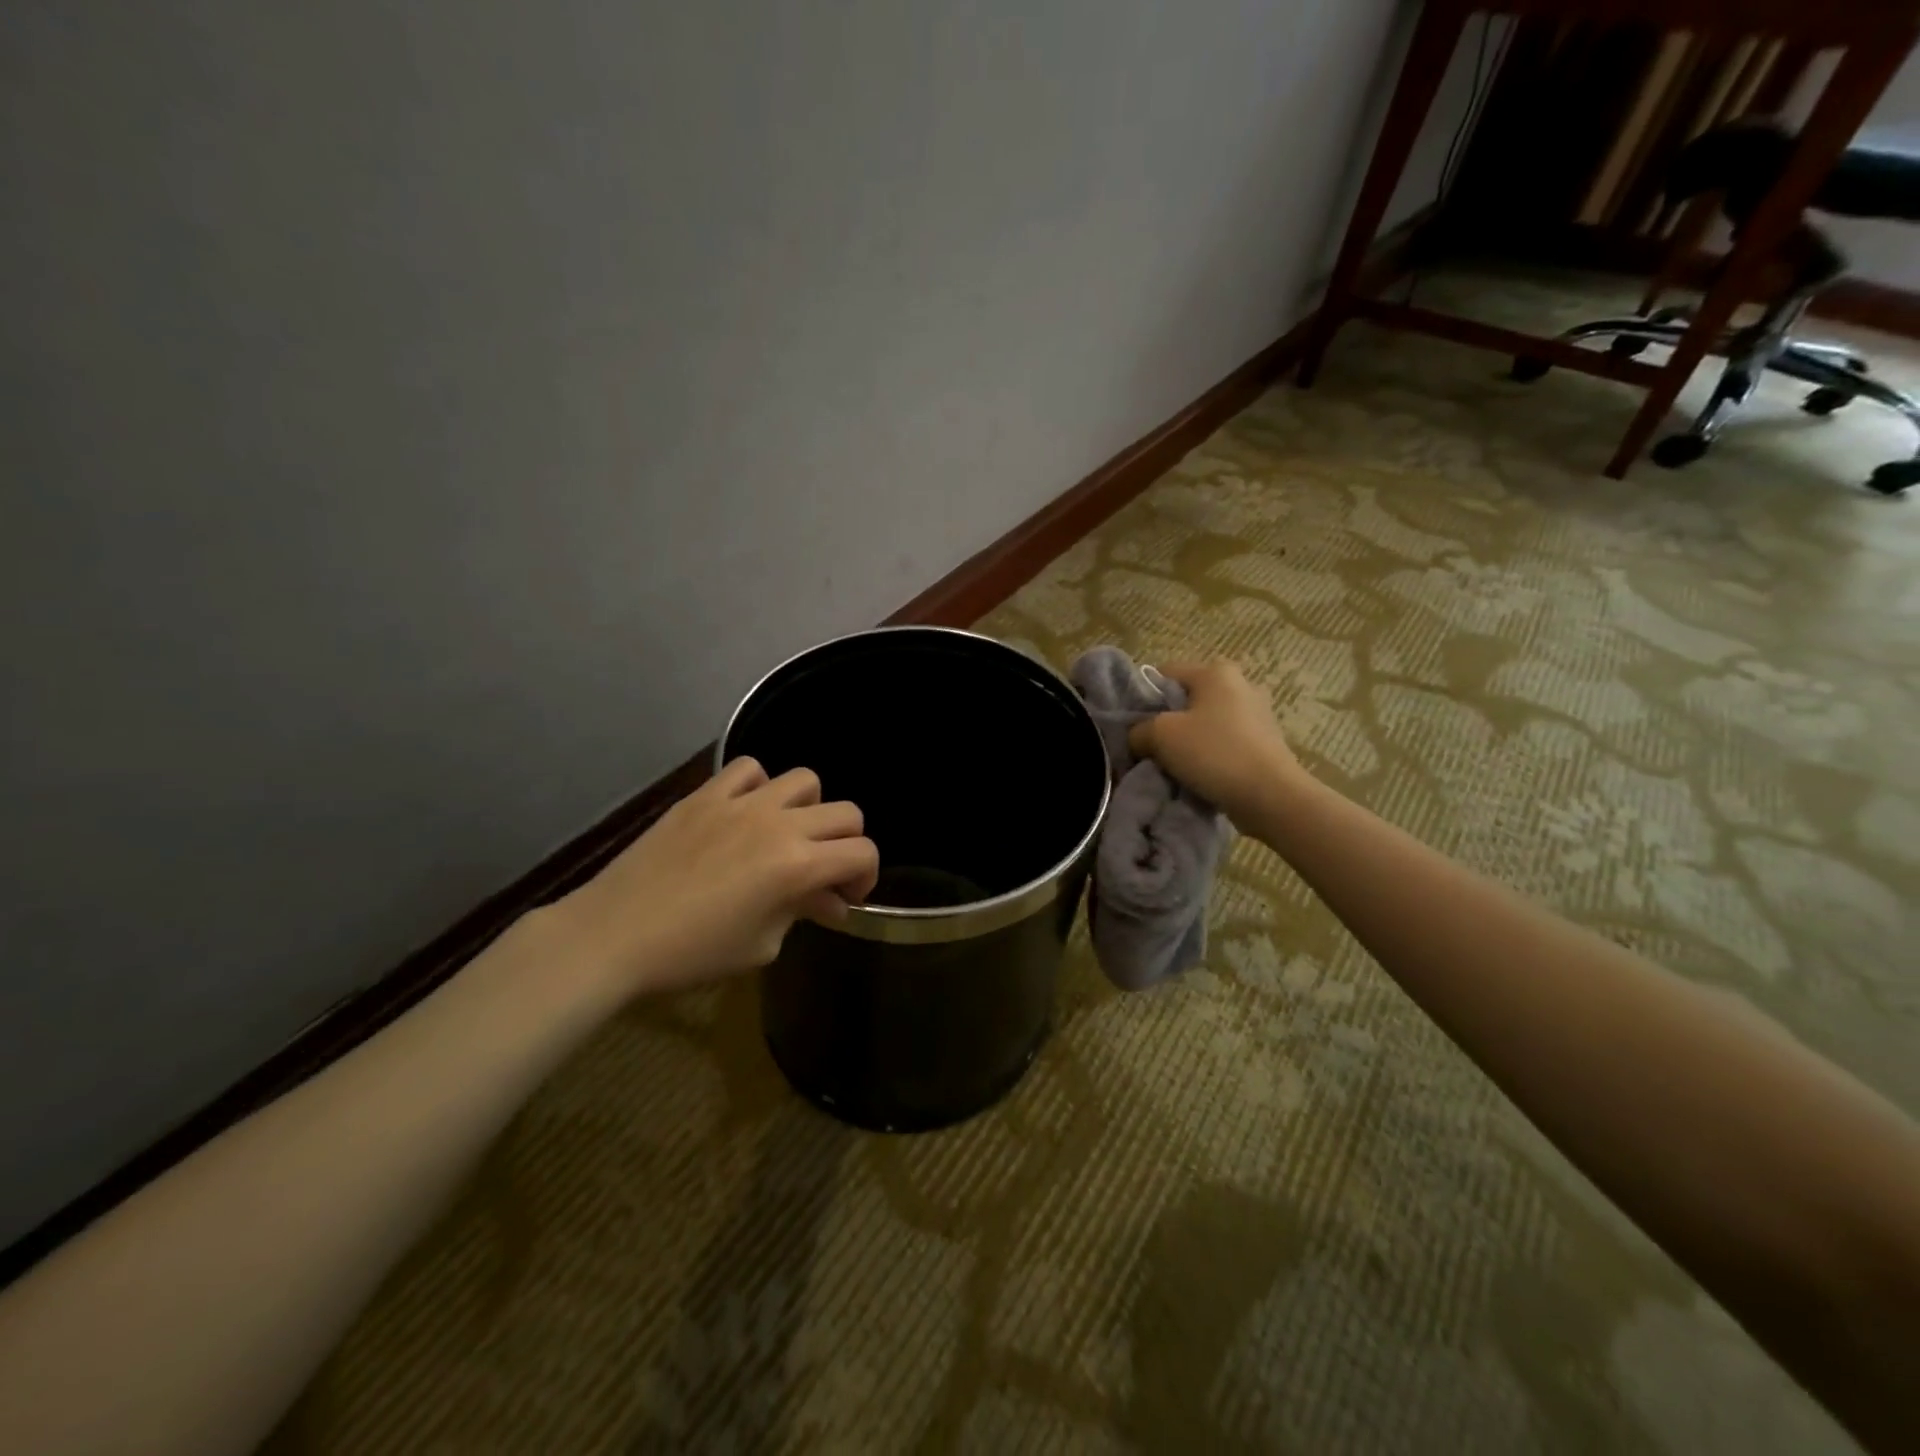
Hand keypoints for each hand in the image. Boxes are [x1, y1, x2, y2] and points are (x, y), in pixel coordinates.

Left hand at [549, 758, 879, 999]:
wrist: (614, 935)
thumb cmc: (693, 953)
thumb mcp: (762, 944)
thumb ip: (803, 912)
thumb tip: (831, 901)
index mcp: (797, 865)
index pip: (862, 853)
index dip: (867, 876)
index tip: (847, 898)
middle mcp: (778, 824)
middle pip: (846, 813)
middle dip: (848, 844)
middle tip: (825, 872)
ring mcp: (740, 803)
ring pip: (804, 780)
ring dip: (810, 809)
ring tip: (788, 835)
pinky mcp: (705, 795)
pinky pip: (749, 769)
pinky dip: (760, 786)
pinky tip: (746, 813)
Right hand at [1128, 660, 1305, 827]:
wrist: (1271, 796)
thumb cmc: (1214, 753)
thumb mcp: (1160, 736)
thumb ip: (1139, 730)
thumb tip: (1138, 737)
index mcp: (1216, 671)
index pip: (1164, 673)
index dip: (1143, 697)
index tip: (1135, 726)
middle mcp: (1241, 683)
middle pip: (1187, 698)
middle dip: (1168, 721)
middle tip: (1152, 747)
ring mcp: (1258, 713)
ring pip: (1207, 721)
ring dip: (1190, 740)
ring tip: (1176, 765)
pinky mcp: (1267, 741)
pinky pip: (1226, 741)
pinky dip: (1212, 754)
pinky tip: (1203, 773)